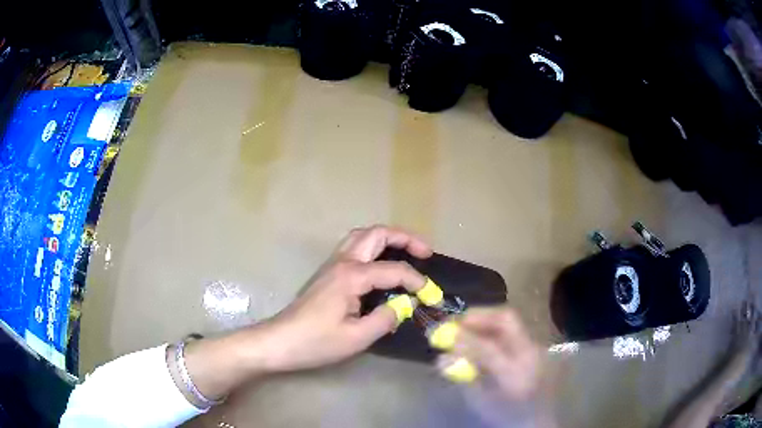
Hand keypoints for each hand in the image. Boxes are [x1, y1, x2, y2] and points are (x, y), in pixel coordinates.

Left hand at [261, 225, 432, 371]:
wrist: (280, 341)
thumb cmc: (316, 342)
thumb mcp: (356, 338)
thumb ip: (386, 318)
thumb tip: (405, 304)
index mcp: (351, 276)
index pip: (394, 270)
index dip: (417, 280)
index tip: (431, 295)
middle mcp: (342, 262)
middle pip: (376, 234)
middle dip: (405, 238)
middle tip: (426, 252)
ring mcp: (332, 265)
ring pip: (362, 236)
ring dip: (387, 238)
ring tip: (407, 252)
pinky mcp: (327, 273)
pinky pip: (354, 248)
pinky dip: (373, 247)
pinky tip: (381, 265)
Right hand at [441, 307, 554, 426]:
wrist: (535, 418)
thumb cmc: (502, 414)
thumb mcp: (478, 400)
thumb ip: (462, 376)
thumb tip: (442, 358)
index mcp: (514, 376)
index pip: (488, 348)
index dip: (464, 339)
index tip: (442, 334)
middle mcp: (529, 355)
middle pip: (506, 320)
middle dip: (478, 317)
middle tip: (454, 322)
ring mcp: (535, 348)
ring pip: (509, 321)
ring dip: (484, 320)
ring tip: (464, 327)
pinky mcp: (535, 346)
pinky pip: (511, 329)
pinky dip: (492, 327)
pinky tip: (479, 336)